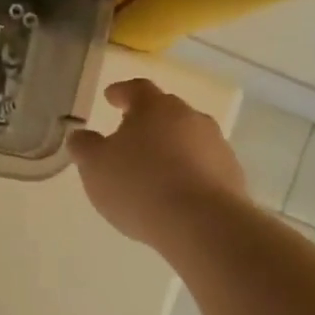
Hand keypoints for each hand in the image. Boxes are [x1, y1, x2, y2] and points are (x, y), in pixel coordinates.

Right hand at [67, 79, 247, 245]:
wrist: (203, 225)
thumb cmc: (139, 185)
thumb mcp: (94, 165)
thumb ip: (84, 146)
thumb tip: (81, 135)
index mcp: (155, 107)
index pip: (137, 89)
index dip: (121, 92)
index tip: (110, 97)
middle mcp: (190, 118)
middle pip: (166, 112)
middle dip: (147, 122)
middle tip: (129, 137)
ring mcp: (217, 147)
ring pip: (187, 139)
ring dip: (170, 149)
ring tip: (153, 171)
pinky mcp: (233, 177)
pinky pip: (203, 167)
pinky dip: (188, 173)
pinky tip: (175, 195)